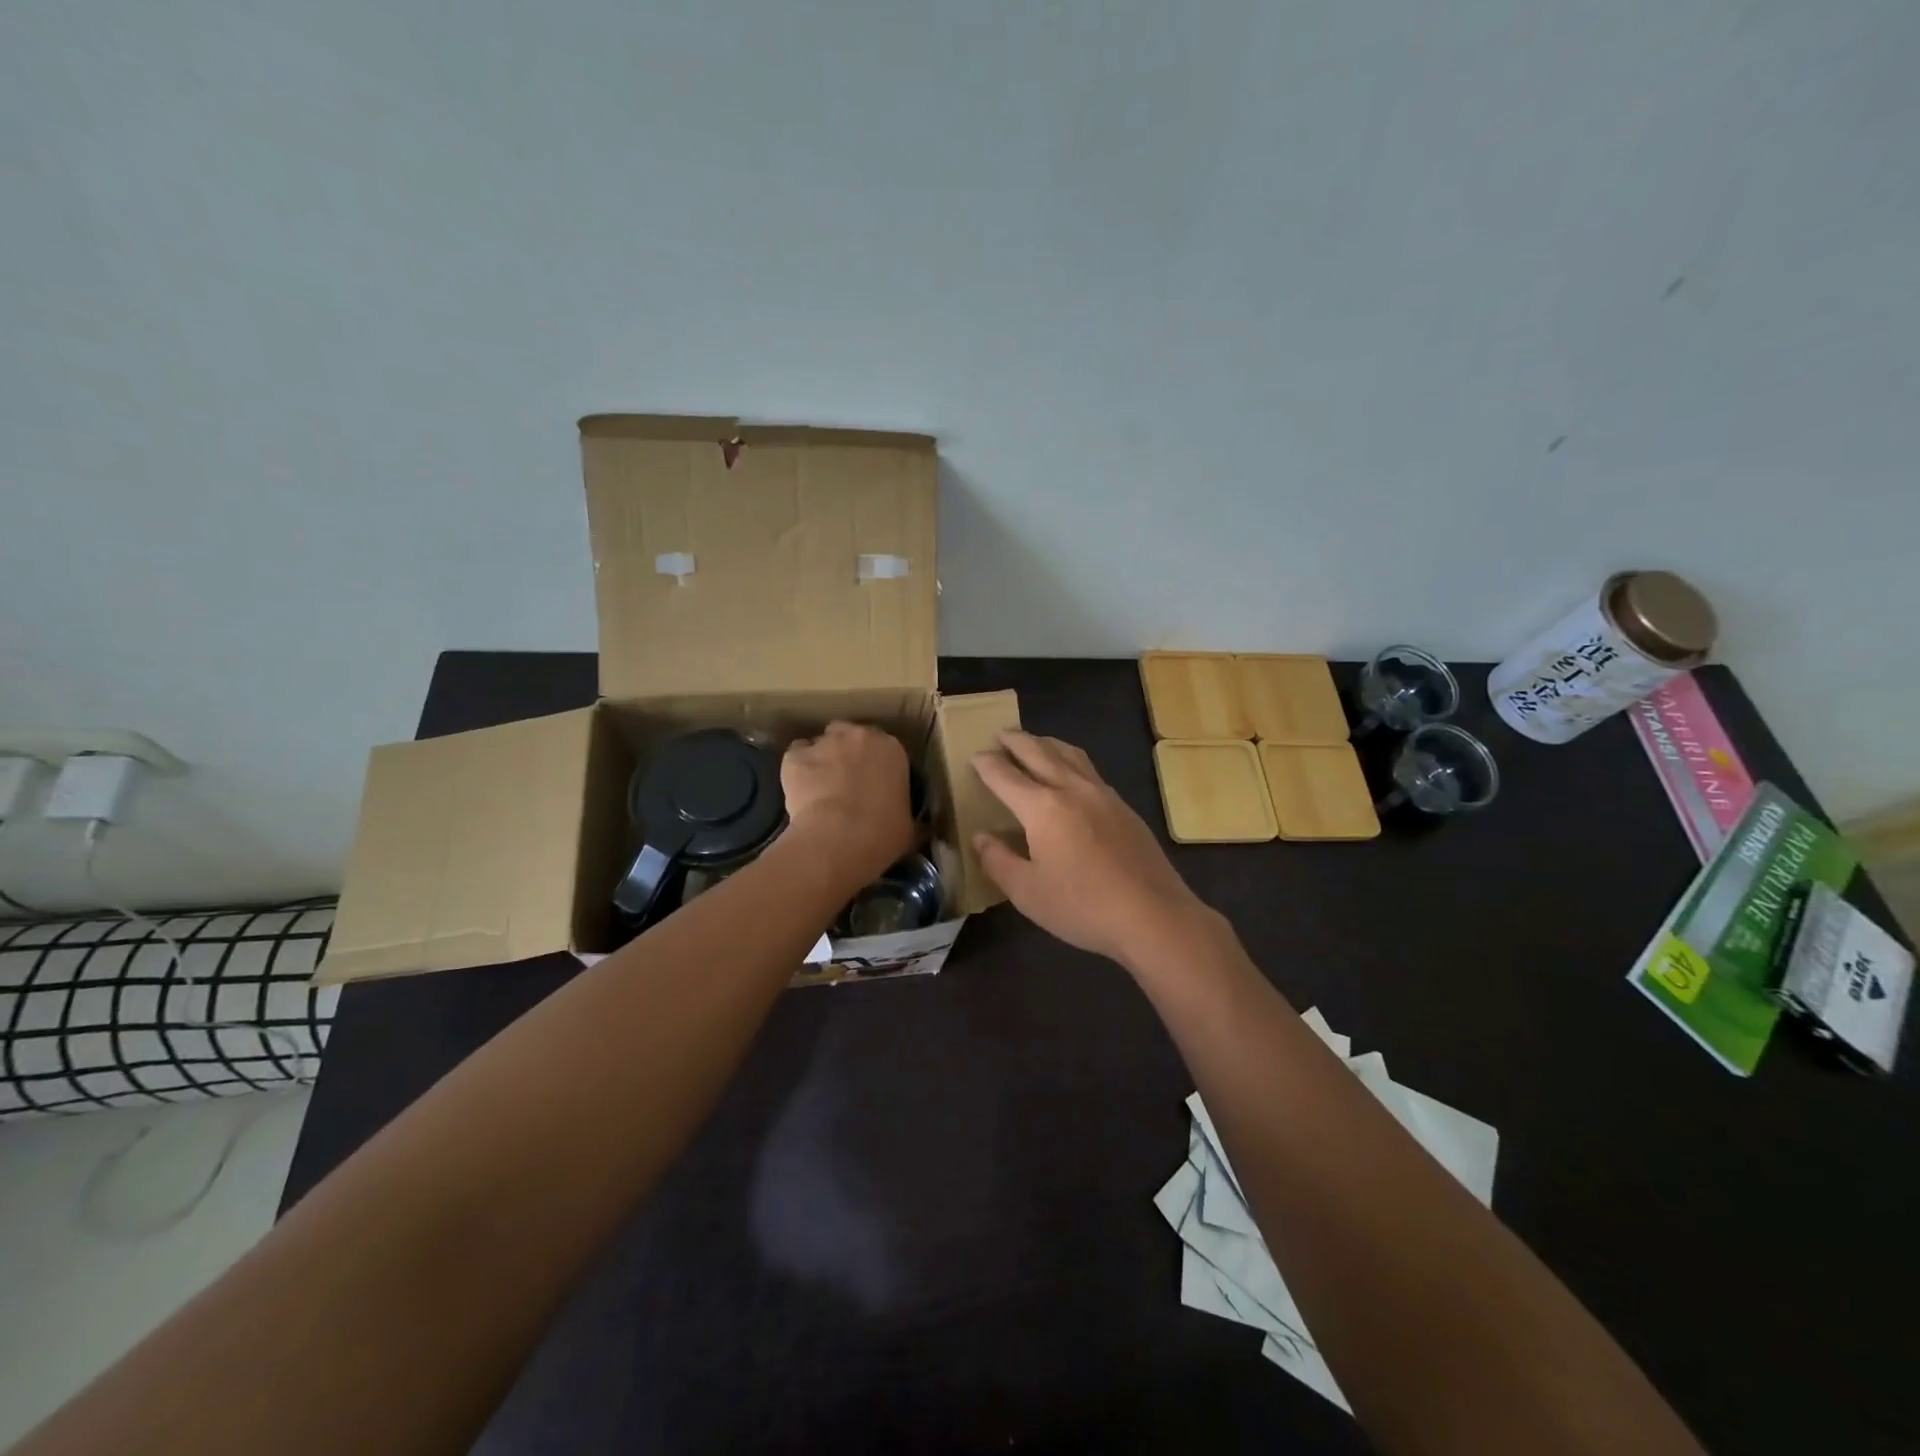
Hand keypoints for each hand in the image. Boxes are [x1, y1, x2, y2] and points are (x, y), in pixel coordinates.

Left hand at [780, 722, 914, 891]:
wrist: (838, 838)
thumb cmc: (882, 833)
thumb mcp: (908, 827)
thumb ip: (907, 815)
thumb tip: (917, 827)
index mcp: (893, 749)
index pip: (885, 747)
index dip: (877, 764)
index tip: (874, 783)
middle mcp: (859, 736)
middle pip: (851, 736)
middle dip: (848, 753)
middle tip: (846, 781)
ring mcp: (825, 743)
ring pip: (821, 743)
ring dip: (822, 758)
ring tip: (820, 787)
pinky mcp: (795, 756)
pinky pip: (796, 757)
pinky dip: (797, 770)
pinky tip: (799, 791)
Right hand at [971, 730, 1216, 968]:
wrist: (1153, 915)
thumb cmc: (1082, 906)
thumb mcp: (1027, 893)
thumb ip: (998, 861)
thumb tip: (981, 837)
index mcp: (1042, 807)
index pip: (1005, 775)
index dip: (986, 764)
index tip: (974, 756)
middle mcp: (1072, 789)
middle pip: (1038, 752)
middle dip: (1015, 741)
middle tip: (1000, 735)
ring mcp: (1102, 794)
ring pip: (1069, 754)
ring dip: (1045, 743)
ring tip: (1033, 743)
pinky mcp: (1123, 806)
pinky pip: (1088, 769)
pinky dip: (1069, 759)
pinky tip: (1071, 773)